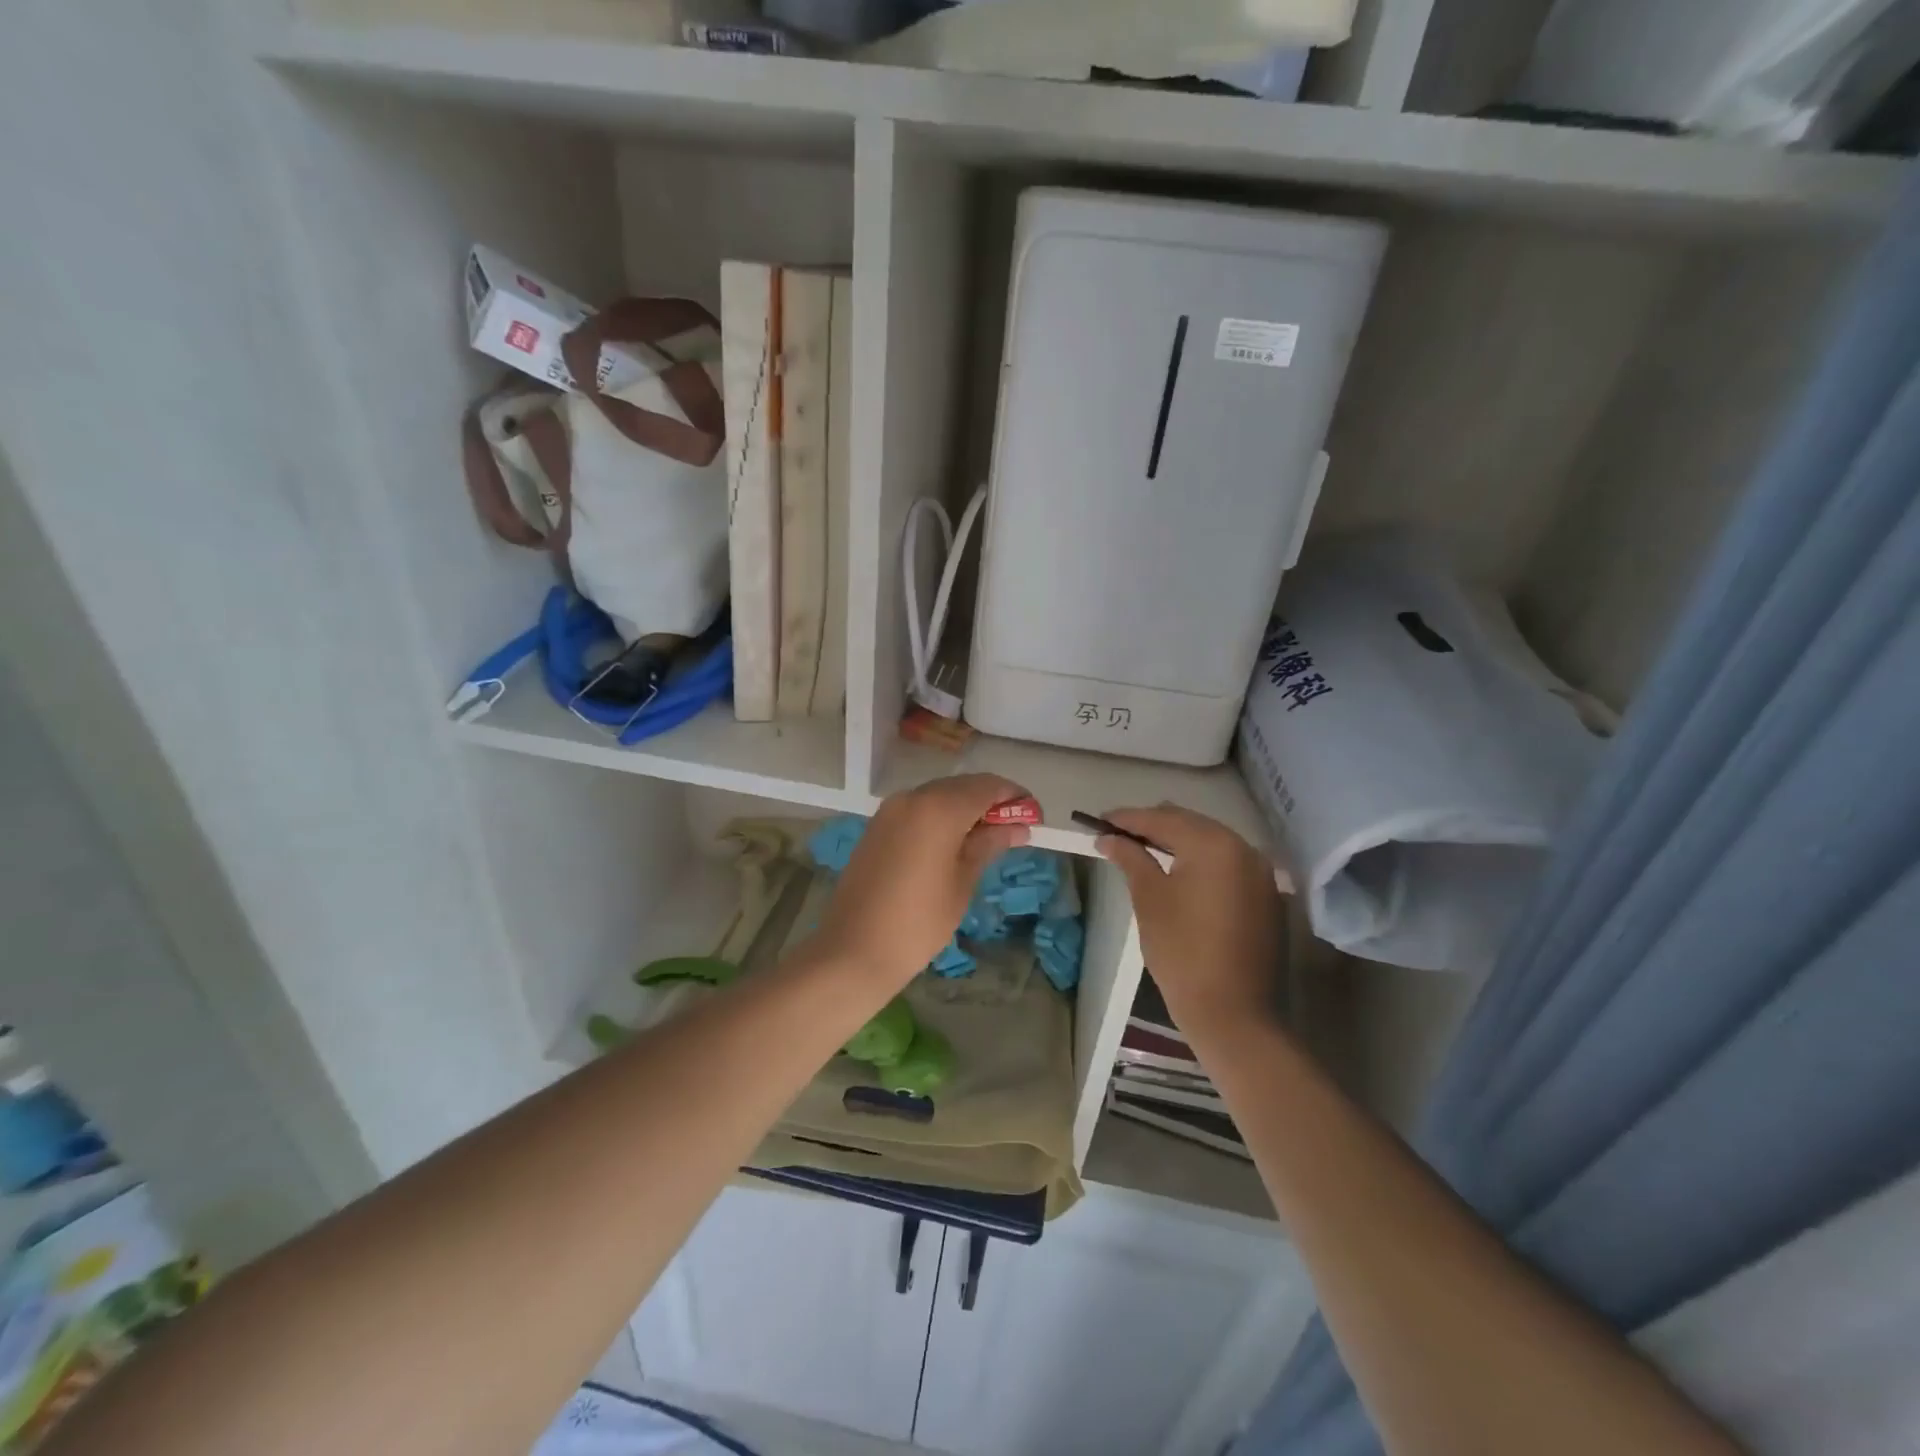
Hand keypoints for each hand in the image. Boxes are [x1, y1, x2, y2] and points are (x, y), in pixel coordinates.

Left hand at [813, 775, 1031, 989]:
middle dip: (991, 802)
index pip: (987, 786)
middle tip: (1015, 828)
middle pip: (962, 787)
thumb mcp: (962, 882)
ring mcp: (890, 810)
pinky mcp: (877, 826)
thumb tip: (1018, 827)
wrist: (853, 950)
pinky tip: (953, 842)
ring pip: (938, 796)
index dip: (1014, 797)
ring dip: (965, 808)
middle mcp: (912, 797)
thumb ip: (989, 845)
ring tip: (987, 838)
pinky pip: (918, 809)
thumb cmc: (919, 922)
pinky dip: (941, 817)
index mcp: (938, 808)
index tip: (1035, 816)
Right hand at [1096, 805, 1286, 1036]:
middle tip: (1117, 833)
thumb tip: (1109, 839)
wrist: (1234, 1014)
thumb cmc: (1182, 951)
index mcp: (1215, 845)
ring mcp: (1261, 873)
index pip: (1163, 819)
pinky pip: (1227, 865)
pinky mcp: (1266, 897)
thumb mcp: (1149, 899)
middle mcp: (1245, 849)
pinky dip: (1200, 862)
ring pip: (1211, 843)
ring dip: (1177, 842)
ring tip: (1142, 849)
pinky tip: (1177, 872)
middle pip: (1191, 825)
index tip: (1098, 821)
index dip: (1127, 818)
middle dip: (1153, 826)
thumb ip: (1131, 859)